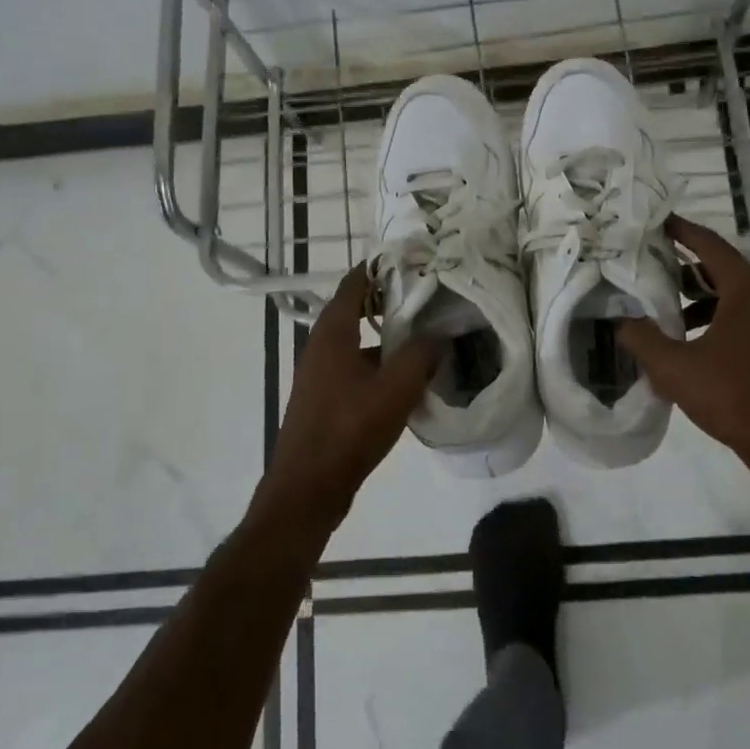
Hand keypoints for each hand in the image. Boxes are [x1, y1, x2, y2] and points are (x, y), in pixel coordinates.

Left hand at [264, 264, 442, 525]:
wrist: (308, 488)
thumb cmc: (349, 430)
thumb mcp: (395, 390)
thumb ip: (421, 355)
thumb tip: (441, 333)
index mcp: (332, 333)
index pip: (354, 283)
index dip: (380, 267)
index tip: (413, 259)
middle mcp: (322, 346)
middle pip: (356, 310)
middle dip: (390, 300)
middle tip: (428, 295)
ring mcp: (321, 374)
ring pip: (358, 341)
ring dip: (387, 335)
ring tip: (426, 333)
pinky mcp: (326, 398)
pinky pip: (357, 367)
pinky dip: (380, 363)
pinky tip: (408, 378)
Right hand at [618, 216, 749, 482]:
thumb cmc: (736, 397)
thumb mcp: (675, 368)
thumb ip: (642, 339)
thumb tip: (621, 320)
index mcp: (747, 289)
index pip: (709, 244)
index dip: (681, 230)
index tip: (656, 221)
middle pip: (720, 268)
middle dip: (683, 268)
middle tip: (647, 267)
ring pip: (733, 296)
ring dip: (698, 298)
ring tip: (663, 311)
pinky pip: (744, 318)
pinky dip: (716, 319)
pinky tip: (691, 344)